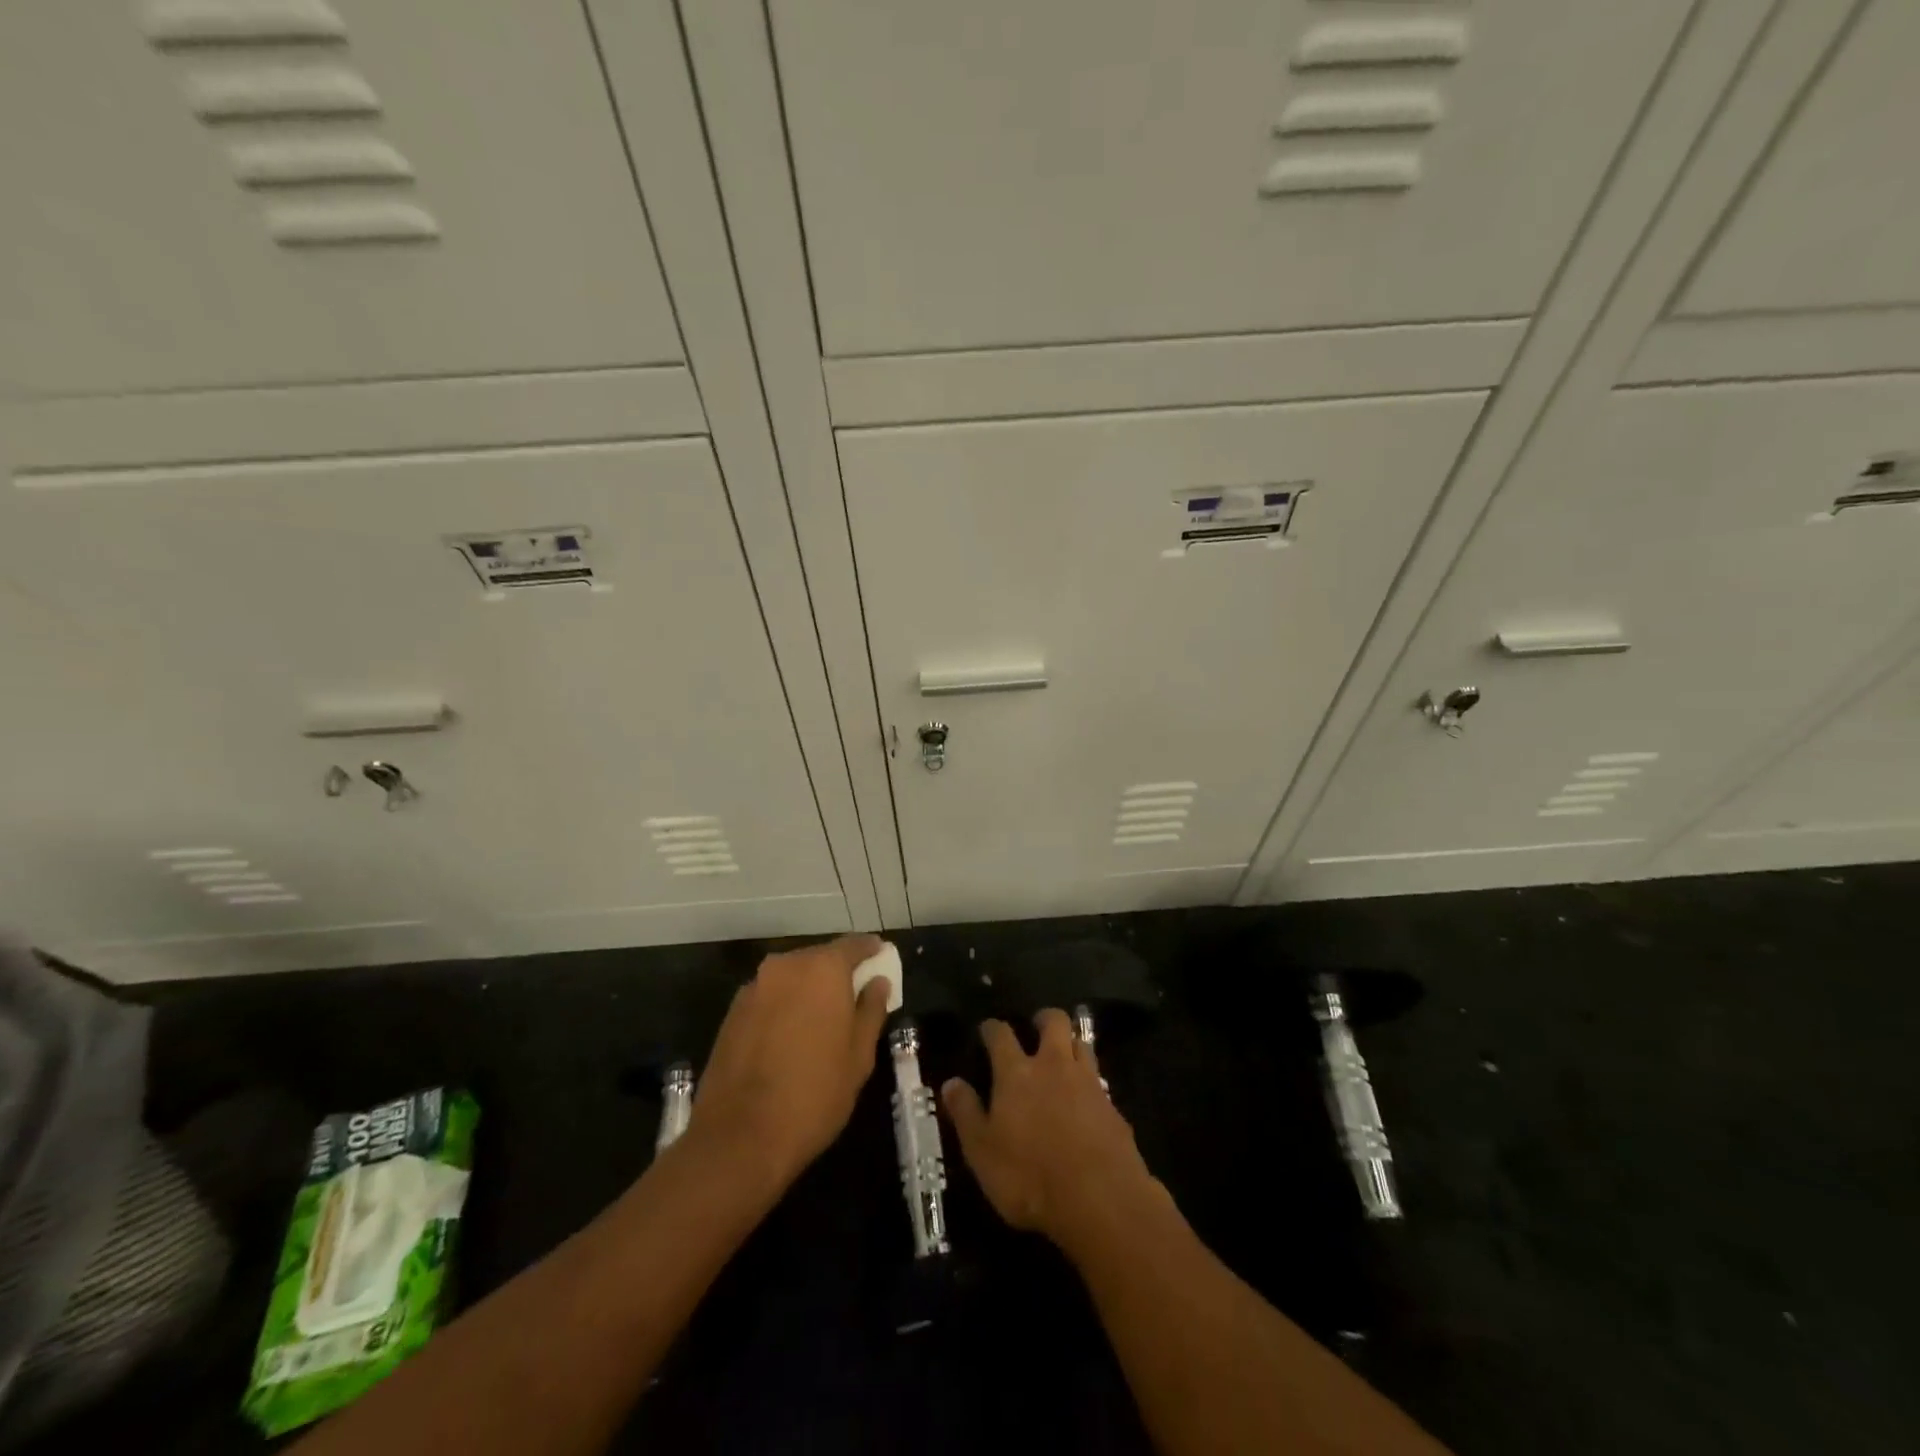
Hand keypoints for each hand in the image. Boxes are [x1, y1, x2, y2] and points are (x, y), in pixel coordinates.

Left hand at [691, 935, 892, 1188]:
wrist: (739, 1139)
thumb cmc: (815, 1094)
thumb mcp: (859, 1056)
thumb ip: (871, 1010)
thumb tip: (877, 982)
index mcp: (822, 969)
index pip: (852, 945)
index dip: (869, 950)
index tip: (881, 956)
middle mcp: (785, 967)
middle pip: (818, 958)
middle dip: (837, 972)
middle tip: (855, 994)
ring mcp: (753, 988)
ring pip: (791, 978)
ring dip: (808, 990)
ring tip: (823, 1019)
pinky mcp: (731, 1013)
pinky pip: (769, 997)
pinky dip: (784, 1006)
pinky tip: (791, 1036)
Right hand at [942, 1009, 1161, 1251]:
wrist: (1100, 1199)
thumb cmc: (1029, 1177)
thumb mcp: (982, 1151)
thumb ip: (966, 1113)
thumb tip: (951, 1083)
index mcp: (1016, 1073)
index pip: (1001, 1035)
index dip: (992, 1028)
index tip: (987, 1030)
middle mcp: (1053, 1065)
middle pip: (1053, 1022)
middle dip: (1043, 1019)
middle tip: (1035, 1028)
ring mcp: (1087, 1082)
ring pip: (1080, 1043)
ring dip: (1070, 1044)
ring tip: (1062, 1057)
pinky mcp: (1113, 1105)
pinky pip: (1099, 1078)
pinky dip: (1088, 1080)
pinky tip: (1084, 1098)